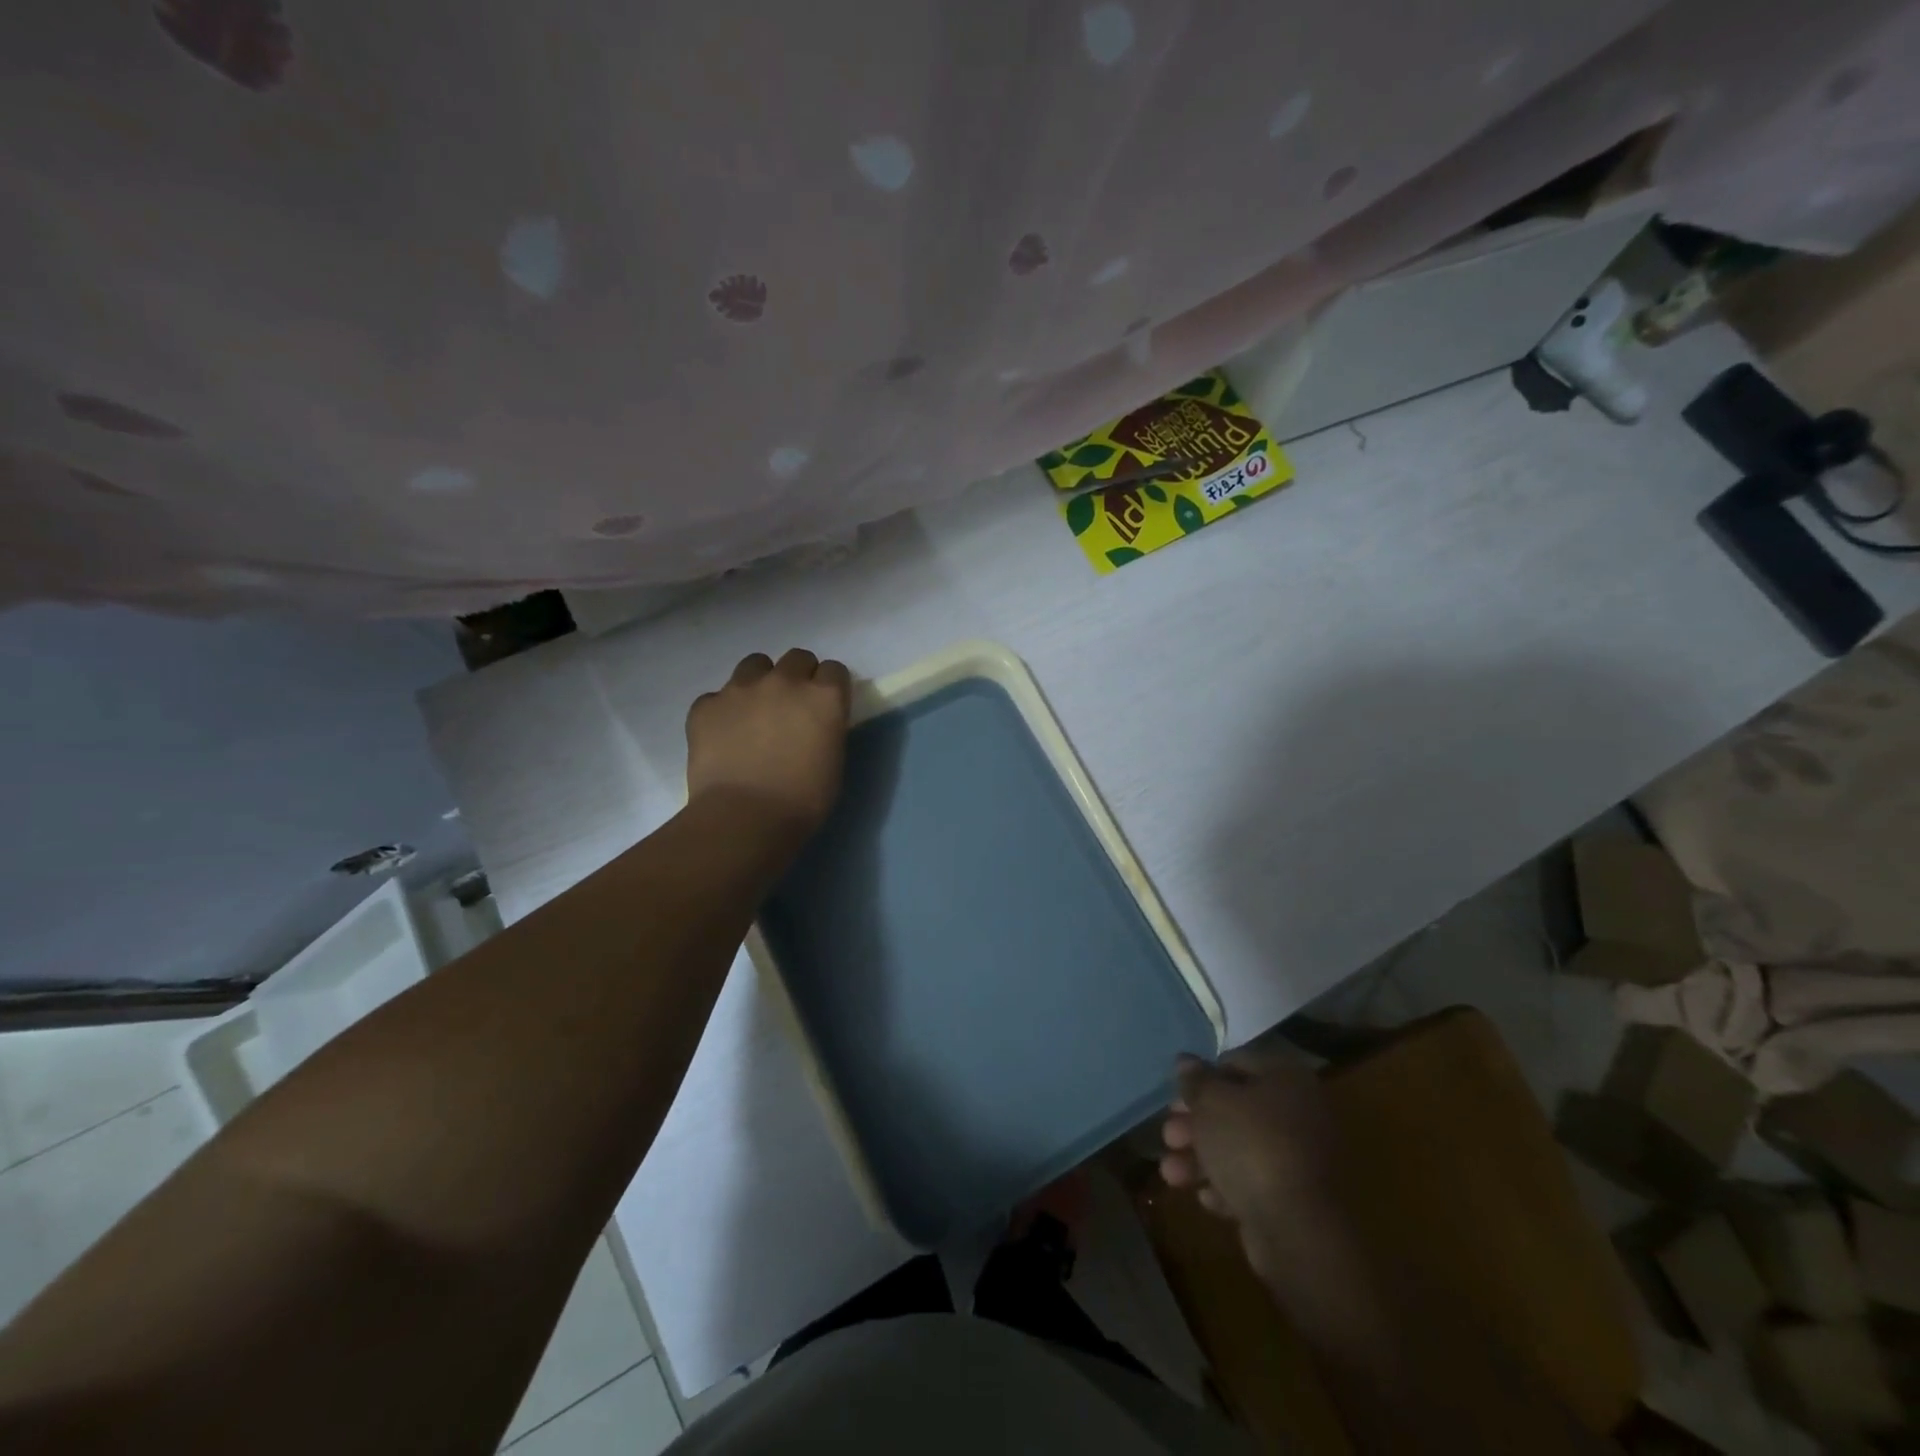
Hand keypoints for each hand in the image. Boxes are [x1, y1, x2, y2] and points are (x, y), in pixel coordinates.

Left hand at [686, 649, 852, 834]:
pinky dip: (723, 710)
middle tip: (792, 708)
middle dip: (798, 676)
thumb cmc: (803, 800)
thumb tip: (814, 723)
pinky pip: (717, 696)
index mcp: (823, 696)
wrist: (744, 818)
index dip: (830, 688)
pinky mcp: (705, 705)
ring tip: (755, 712)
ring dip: (760, 682)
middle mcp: (784, 681)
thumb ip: (827, 728)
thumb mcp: (833, 761)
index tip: (825, 707)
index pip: (834, 670)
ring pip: (755, 664)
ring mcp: (740, 689)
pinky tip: (724, 735)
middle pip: (797, 658)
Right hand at [1159, 1050, 1344, 1274]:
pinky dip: (1226, 1187)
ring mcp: (1300, 1158)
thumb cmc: (1251, 1147)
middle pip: (1235, 1108)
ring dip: (1200, 1157)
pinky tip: (1206, 1198)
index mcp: (1286, 1078)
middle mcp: (1299, 1112)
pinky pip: (1253, 1182)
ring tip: (1170, 1173)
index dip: (1202, 1077)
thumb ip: (1196, 1079)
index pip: (1236, 1062)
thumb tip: (1186, 1061)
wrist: (1297, 1231)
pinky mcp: (1294, 1198)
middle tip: (1168, 1135)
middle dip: (1195, 1123)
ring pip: (1239, 1147)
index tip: (1176, 1095)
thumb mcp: (1211, 1102)